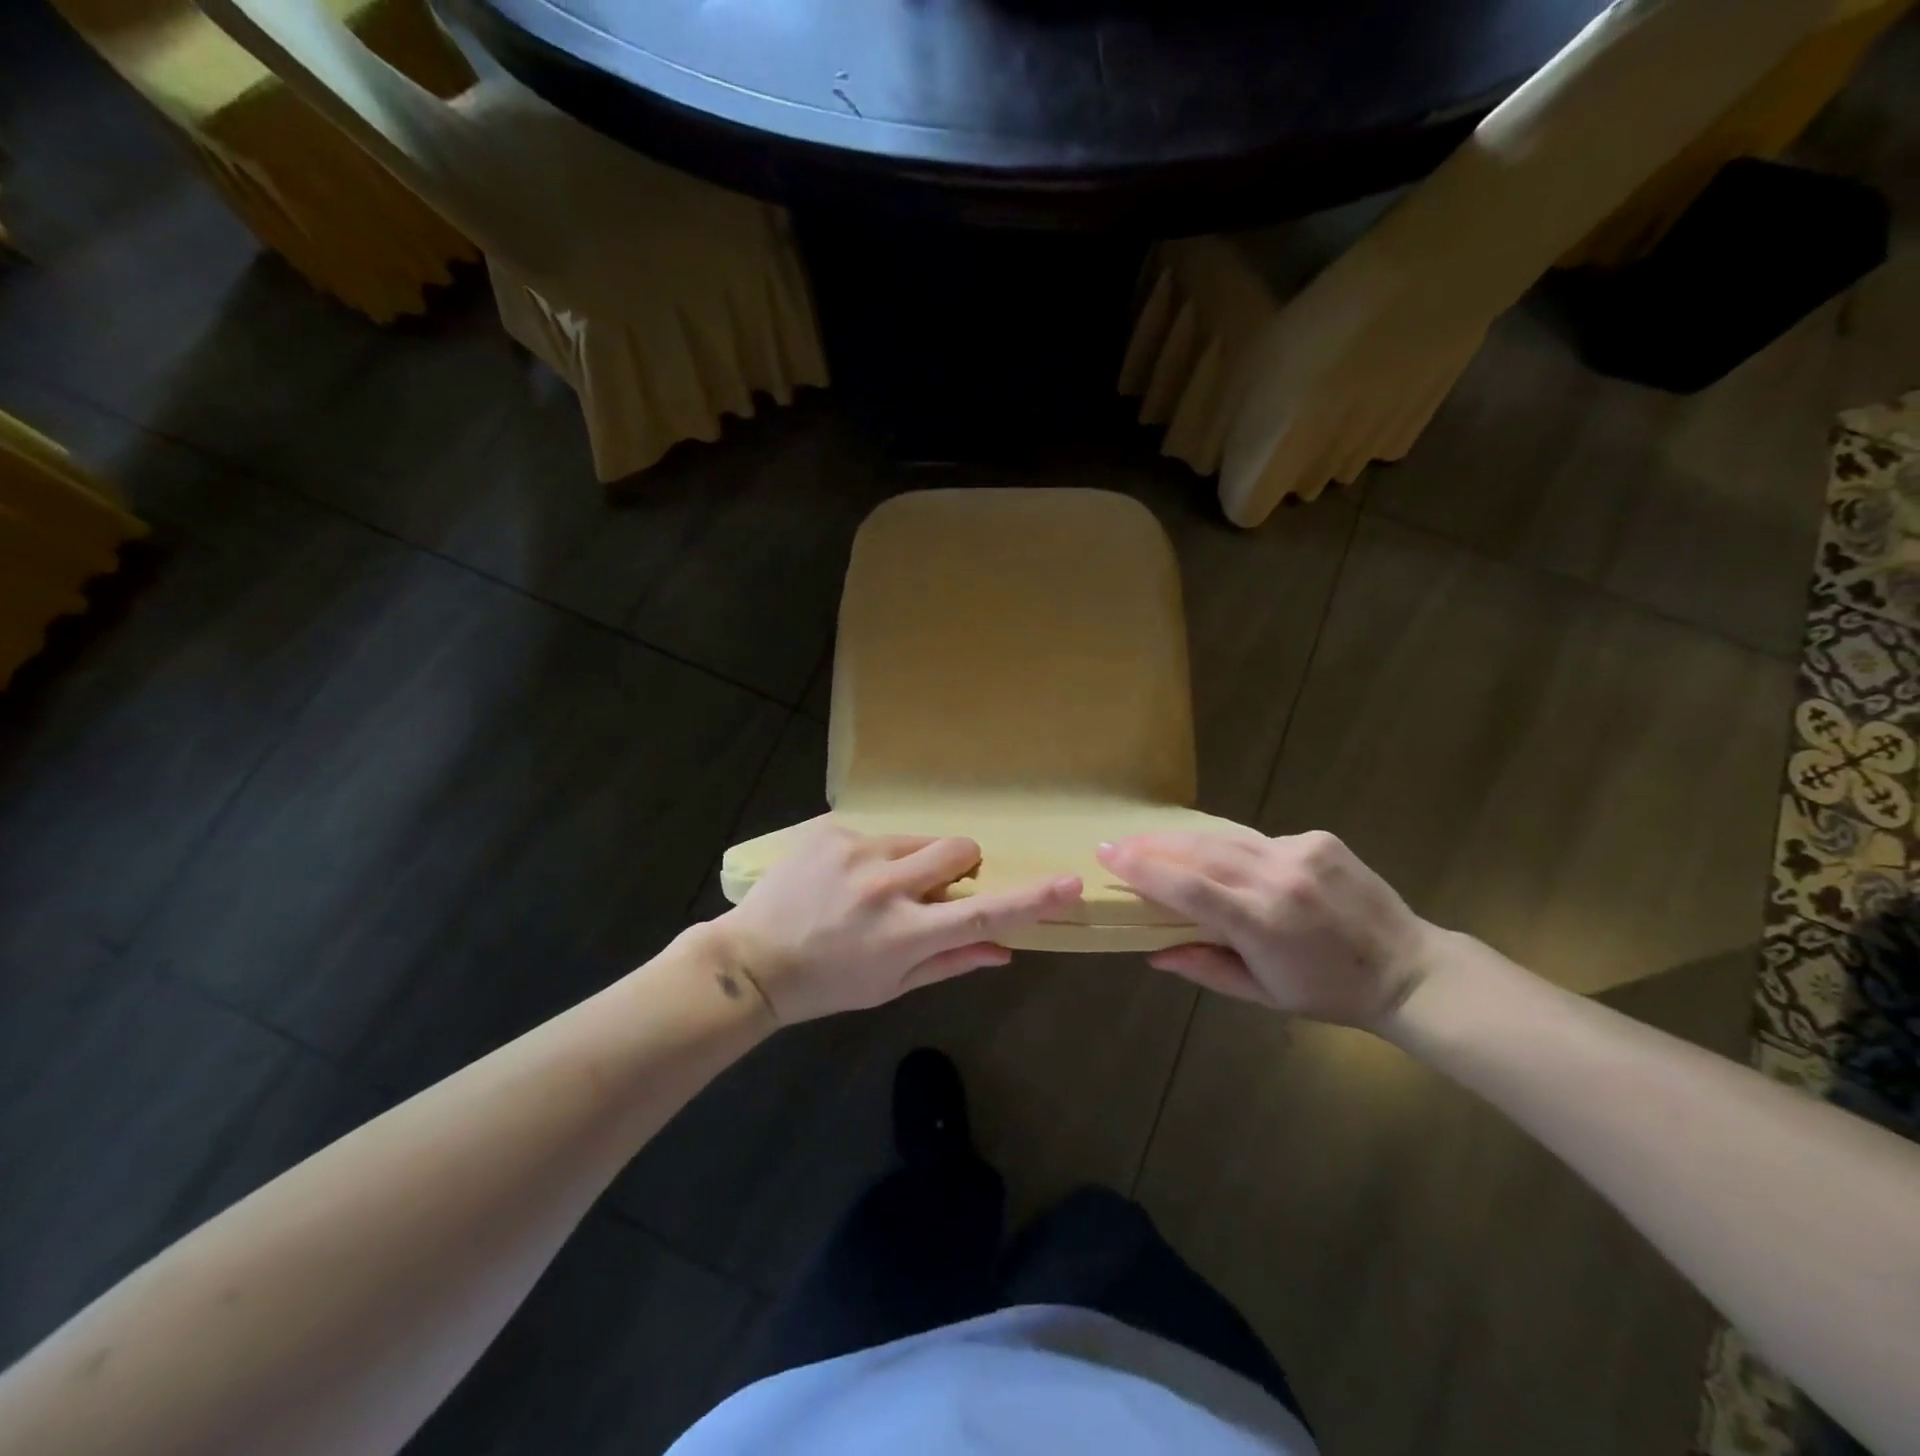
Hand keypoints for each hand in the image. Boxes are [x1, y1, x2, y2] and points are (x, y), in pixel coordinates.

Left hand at [711, 824, 1082, 1023]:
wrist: (751, 960)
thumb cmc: (827, 984)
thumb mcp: (891, 985)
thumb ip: (951, 962)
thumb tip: (1005, 951)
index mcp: (905, 934)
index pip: (983, 913)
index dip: (1031, 899)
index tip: (1070, 883)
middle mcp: (886, 886)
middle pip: (960, 848)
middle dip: (961, 864)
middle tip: (933, 888)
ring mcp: (857, 851)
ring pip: (919, 839)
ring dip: (914, 861)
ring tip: (875, 887)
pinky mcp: (832, 830)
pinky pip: (878, 833)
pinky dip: (874, 855)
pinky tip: (841, 878)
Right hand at [1096, 831, 1433, 1029]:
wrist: (1409, 968)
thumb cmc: (1329, 992)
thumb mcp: (1263, 994)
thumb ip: (1205, 967)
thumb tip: (1152, 954)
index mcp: (1264, 922)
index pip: (1189, 886)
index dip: (1143, 869)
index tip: (1107, 855)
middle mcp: (1279, 878)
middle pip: (1199, 851)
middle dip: (1152, 845)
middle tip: (1117, 844)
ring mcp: (1301, 852)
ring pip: (1223, 836)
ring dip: (1181, 839)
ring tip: (1147, 841)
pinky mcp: (1317, 838)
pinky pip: (1254, 838)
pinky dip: (1224, 844)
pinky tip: (1208, 852)